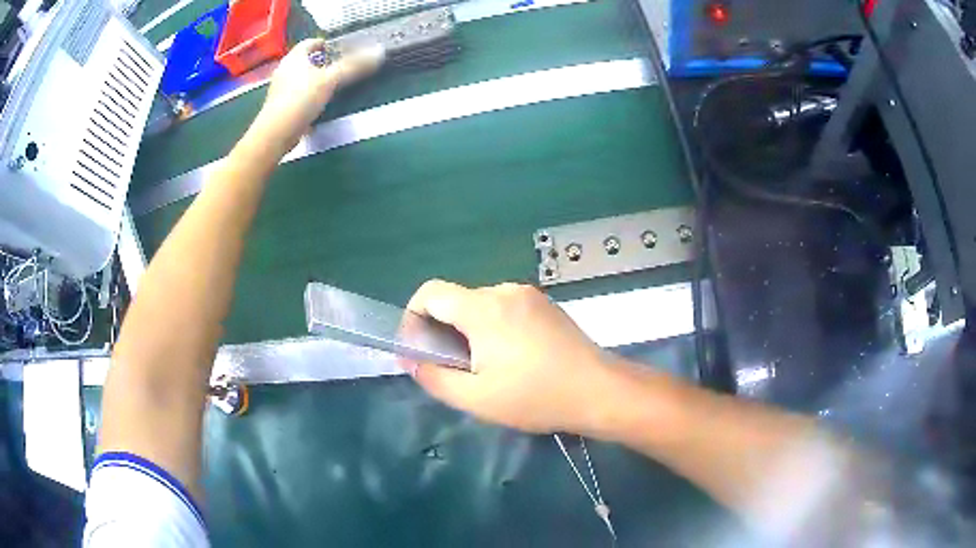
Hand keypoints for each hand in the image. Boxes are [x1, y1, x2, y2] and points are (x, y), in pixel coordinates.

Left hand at [252, 39, 383, 152]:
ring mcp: (280, 90)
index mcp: (294, 58)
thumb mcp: (331, 79)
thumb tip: (379, 51)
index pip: (309, 43)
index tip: (338, 48)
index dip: (324, 43)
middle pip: (304, 60)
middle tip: (338, 66)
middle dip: (320, 62)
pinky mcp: (280, 107)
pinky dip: (308, 96)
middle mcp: (284, 70)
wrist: (277, 132)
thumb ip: (353, 65)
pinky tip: (318, 103)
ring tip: (331, 85)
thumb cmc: (301, 98)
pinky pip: (297, 95)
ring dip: (314, 79)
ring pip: (300, 78)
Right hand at [405, 280, 613, 433]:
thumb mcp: (476, 398)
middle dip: (443, 331)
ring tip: (486, 368)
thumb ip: (434, 377)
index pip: (430, 292)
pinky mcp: (547, 305)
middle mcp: (505, 291)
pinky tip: (513, 359)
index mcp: (483, 308)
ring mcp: (529, 295)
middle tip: (453, 369)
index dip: (412, 317)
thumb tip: (412, 360)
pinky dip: (494, 328)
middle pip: (457, 301)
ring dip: (470, 332)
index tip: (418, 349)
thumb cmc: (535, 397)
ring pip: (481, 306)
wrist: (598, 391)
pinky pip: (506, 309)